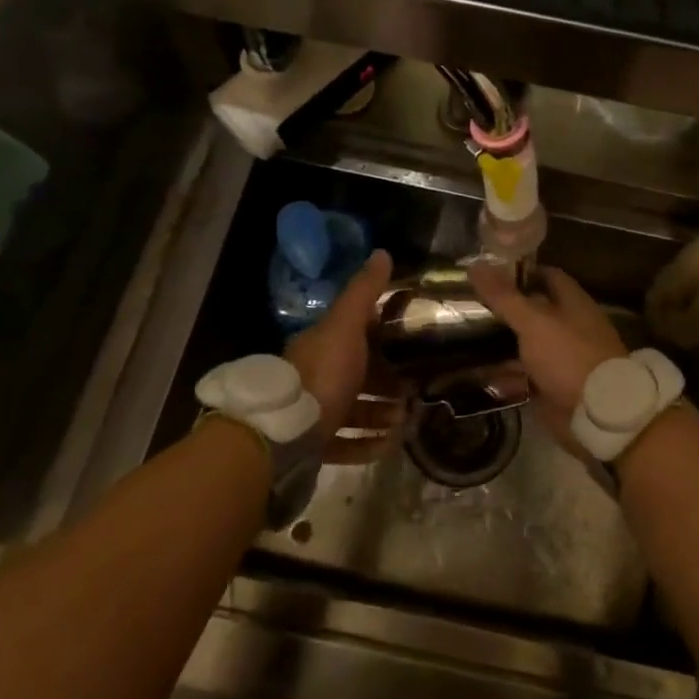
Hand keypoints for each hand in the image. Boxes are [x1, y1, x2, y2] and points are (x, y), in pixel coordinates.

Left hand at [286, 249, 401, 462]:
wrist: (282, 434)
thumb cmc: (321, 374)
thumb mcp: (346, 325)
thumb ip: (364, 292)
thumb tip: (382, 252)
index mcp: (320, 346)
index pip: (354, 335)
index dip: (381, 337)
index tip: (411, 344)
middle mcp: (314, 378)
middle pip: (356, 377)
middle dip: (387, 383)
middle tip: (416, 390)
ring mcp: (312, 414)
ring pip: (353, 412)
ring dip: (381, 415)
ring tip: (407, 420)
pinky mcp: (312, 446)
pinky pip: (344, 445)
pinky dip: (367, 445)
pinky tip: (389, 445)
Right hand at [467, 263, 626, 450]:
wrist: (597, 414)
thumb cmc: (568, 356)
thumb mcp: (533, 321)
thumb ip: (504, 296)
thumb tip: (475, 264)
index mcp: (572, 302)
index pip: (546, 276)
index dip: (520, 272)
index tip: (488, 273)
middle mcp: (568, 326)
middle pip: (532, 311)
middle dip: (503, 309)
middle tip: (467, 306)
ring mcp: (560, 357)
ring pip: (525, 344)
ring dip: (499, 343)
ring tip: (463, 338)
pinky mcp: (551, 385)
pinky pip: (523, 375)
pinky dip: (503, 374)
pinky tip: (475, 372)